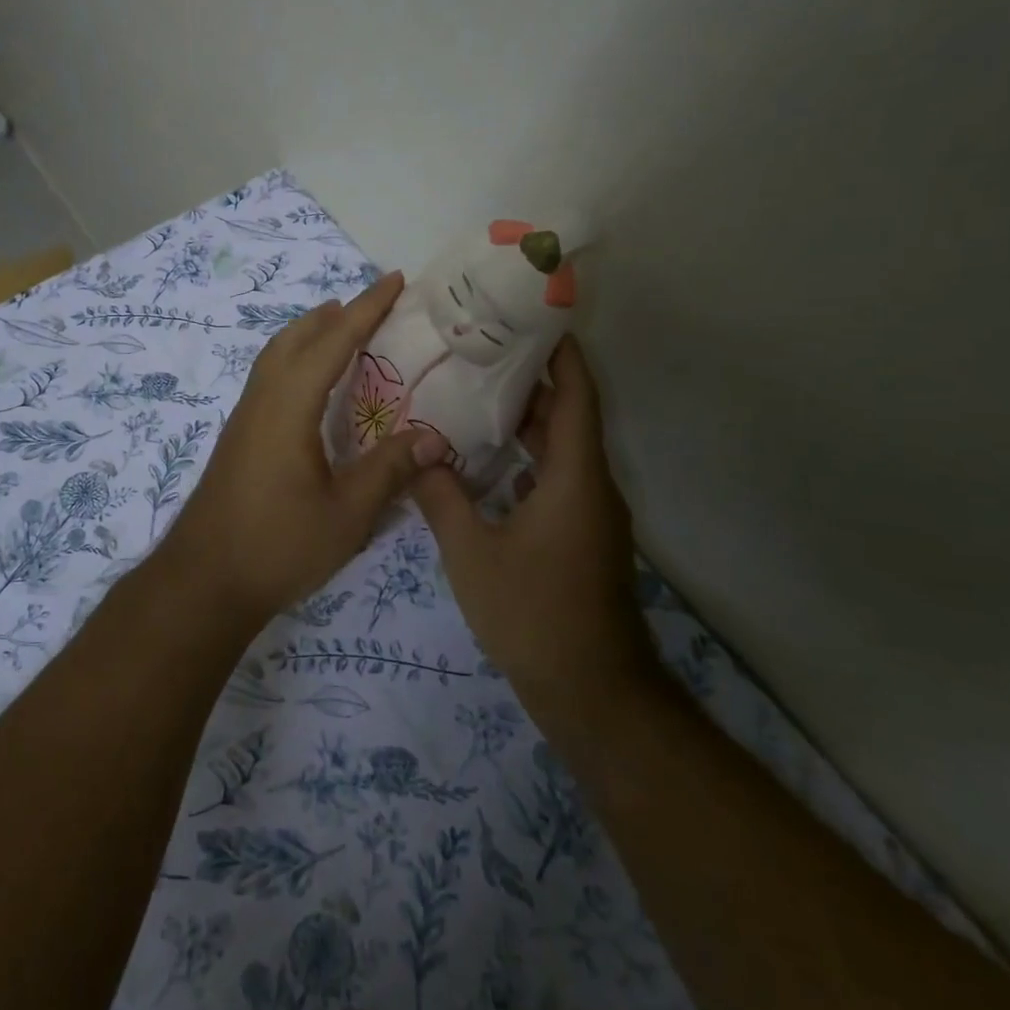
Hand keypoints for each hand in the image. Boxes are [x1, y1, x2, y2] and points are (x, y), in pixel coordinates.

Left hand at [157, 271, 448, 621]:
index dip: (366, 309)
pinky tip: (312, 387)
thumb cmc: (277, 546)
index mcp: (288, 407)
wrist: (203, 581)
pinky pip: (269, 378)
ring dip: (309, 334)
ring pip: (276, 356)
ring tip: (342, 330)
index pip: (332, 342)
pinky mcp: (239, 438)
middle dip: (334, 314)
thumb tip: (436, 439)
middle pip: (295, 338)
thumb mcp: (345, 514)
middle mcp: (262, 401)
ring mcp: (244, 419)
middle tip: (372, 304)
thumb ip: (389, 471)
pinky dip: (295, 360)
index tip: (394, 280)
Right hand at [411, 335, 652, 719]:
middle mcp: (591, 487)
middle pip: (568, 417)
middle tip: (482, 352)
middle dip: (532, 382)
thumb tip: (418, 454)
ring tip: (474, 397)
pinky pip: (556, 481)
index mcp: (575, 477)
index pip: (576, 396)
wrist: (590, 691)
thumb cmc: (533, 613)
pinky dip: (525, 462)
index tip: (535, 318)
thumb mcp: (471, 552)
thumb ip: (441, 498)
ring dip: (526, 424)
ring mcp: (590, 515)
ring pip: (561, 452)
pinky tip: (484, 464)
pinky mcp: (581, 539)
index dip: (562, 354)